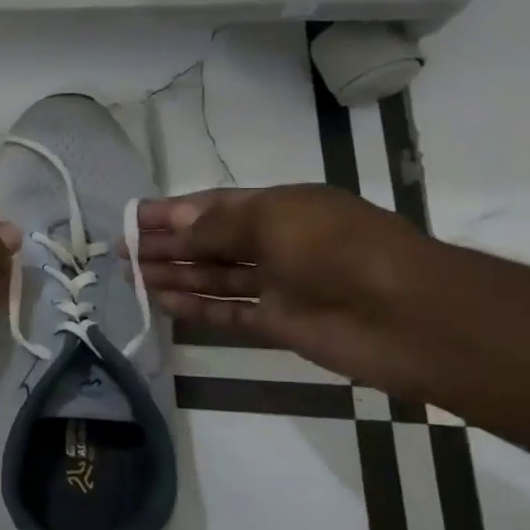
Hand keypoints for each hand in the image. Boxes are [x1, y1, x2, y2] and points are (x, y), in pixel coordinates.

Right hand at [124, 185, 425, 386]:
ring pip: (214, 276)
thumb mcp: (272, 221)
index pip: (212, 206)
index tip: (131, 218)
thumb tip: (175, 228)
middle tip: (121, 251)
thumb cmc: (338, 250)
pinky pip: (228, 312)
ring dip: (174, 275)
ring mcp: (278, 284)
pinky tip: (162, 303)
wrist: (407, 316)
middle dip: (166, 244)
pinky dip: (196, 308)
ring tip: (131, 277)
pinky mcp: (279, 323)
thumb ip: (216, 227)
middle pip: (209, 241)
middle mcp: (276, 243)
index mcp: (279, 208)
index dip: (170, 212)